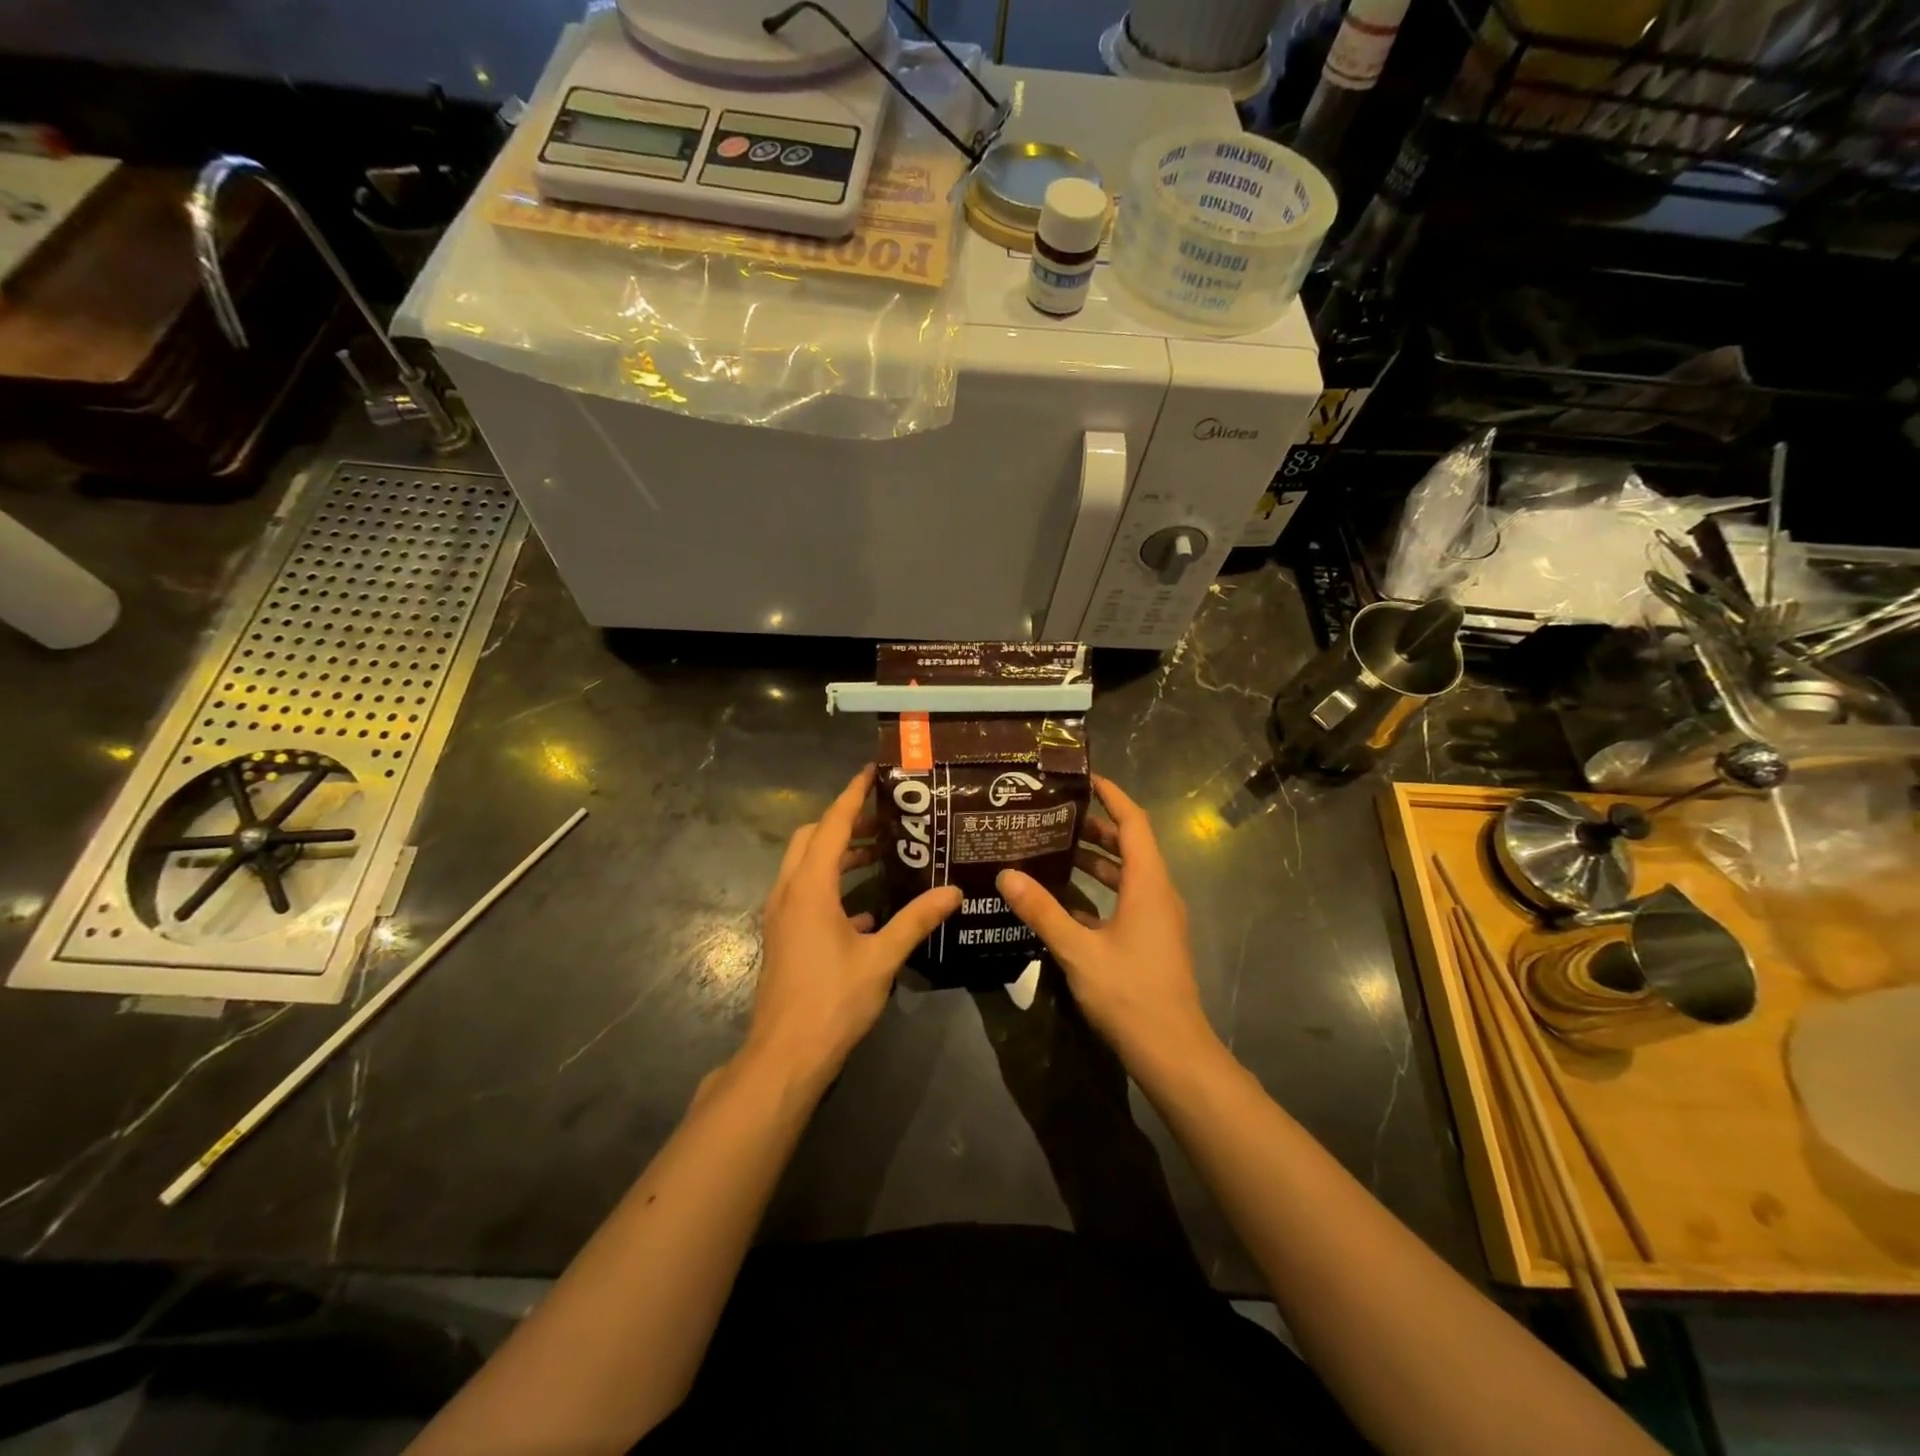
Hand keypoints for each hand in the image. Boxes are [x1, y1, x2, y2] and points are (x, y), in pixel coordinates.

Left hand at [745, 765, 961, 1084]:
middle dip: (844, 822)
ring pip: (805, 866)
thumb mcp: (881, 958)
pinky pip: (805, 894)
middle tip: (884, 817)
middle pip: (811, 838)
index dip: (851, 795)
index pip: (831, 825)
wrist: (785, 1056)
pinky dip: (832, 886)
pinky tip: (866, 907)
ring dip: (837, 853)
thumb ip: (916, 920)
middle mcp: (789, 892)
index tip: (872, 771)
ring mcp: (781, 916)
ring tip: (879, 852)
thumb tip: (953, 891)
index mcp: (810, 888)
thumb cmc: (833, 1001)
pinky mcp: (783, 936)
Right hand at [997, 775, 1219, 1070]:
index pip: (1134, 823)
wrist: (1172, 1051)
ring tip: (1054, 850)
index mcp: (1148, 884)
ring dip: (1096, 860)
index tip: (1084, 778)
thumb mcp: (1078, 950)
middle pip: (1130, 846)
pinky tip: (1064, 901)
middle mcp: (1158, 894)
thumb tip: (1007, 875)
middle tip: (1054, 816)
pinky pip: (1125, 900)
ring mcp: (1157, 919)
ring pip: (1127, 875)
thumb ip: (1043, 910)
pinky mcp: (1151, 940)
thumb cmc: (1129, 993)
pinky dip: (1098, 892)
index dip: (1112, 796)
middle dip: (1096, 827)